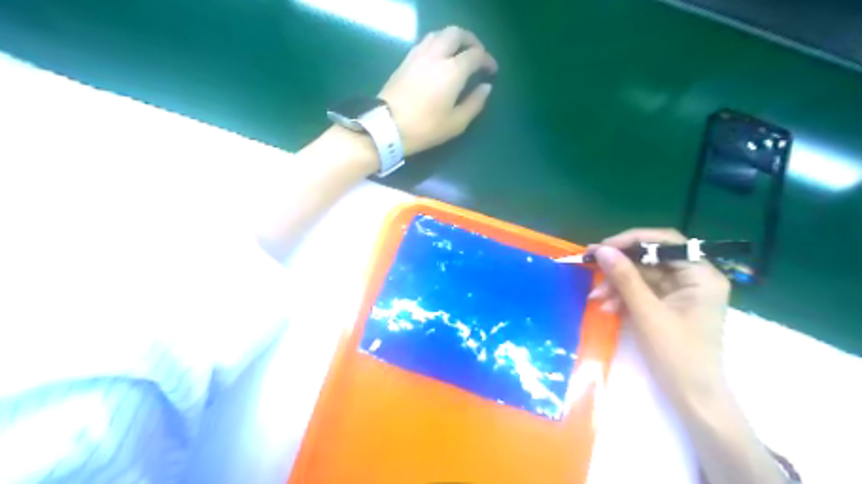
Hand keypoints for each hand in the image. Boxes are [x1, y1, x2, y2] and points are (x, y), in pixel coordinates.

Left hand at [378, 25, 498, 154]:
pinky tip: (439, 58)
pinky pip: (426, 42)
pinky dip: (438, 43)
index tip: (491, 71)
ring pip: (439, 34)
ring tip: (458, 54)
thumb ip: (475, 103)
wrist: (387, 126)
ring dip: (453, 39)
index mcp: (452, 70)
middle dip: (471, 41)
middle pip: (457, 33)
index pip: (475, 54)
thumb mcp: (456, 123)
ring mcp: (418, 55)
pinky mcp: (406, 60)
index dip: (487, 60)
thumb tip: (486, 87)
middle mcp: (436, 55)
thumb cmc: (425, 128)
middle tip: (477, 55)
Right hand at [589, 229, 728, 406]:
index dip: (632, 240)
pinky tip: (607, 307)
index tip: (603, 248)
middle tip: (590, 266)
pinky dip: (623, 297)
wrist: (692, 397)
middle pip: (651, 258)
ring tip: (596, 298)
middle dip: (620, 267)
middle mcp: (693, 278)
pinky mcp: (668, 305)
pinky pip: (641, 291)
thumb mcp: (647, 313)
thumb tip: (602, 250)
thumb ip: (625, 278)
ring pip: (642, 275)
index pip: (666, 242)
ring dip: (617, 284)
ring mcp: (680, 292)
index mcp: (701, 275)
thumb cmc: (677, 355)